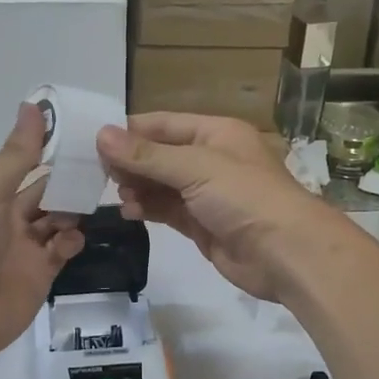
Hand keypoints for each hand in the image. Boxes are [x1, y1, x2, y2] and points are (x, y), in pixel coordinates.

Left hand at [0, 105, 84, 364]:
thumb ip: (17, 154)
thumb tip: (33, 105)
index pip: (25, 165)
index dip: (51, 150)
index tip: (84, 135)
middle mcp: (6, 217)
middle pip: (46, 192)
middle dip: (69, 182)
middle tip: (102, 168)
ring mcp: (24, 248)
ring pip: (59, 220)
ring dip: (73, 211)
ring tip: (85, 206)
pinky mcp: (40, 275)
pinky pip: (63, 251)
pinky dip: (71, 242)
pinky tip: (69, 241)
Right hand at [96, 113, 338, 302]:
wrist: (286, 253)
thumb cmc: (244, 197)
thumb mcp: (195, 167)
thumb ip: (146, 155)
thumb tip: (101, 135)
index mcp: (216, 133)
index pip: (163, 124)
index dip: (130, 131)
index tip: (93, 141)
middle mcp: (211, 159)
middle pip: (160, 154)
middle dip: (130, 162)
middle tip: (97, 172)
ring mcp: (207, 194)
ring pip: (161, 184)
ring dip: (137, 187)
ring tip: (115, 194)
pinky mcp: (202, 224)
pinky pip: (167, 210)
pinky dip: (147, 208)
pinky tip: (128, 211)